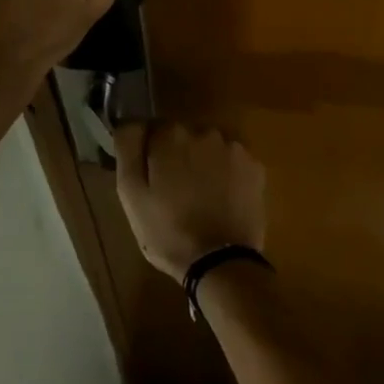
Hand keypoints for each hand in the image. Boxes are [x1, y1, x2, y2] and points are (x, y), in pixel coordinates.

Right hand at [115, 123, 265, 282]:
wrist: (220, 263)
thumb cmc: (167, 230)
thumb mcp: (131, 193)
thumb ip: (128, 147)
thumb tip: (130, 121)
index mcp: (171, 134)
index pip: (153, 130)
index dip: (150, 153)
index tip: (151, 178)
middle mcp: (205, 131)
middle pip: (183, 137)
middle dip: (177, 156)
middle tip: (175, 192)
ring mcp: (234, 148)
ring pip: (209, 148)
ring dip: (203, 163)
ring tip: (201, 198)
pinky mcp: (255, 167)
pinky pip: (233, 163)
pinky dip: (227, 175)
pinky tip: (222, 200)